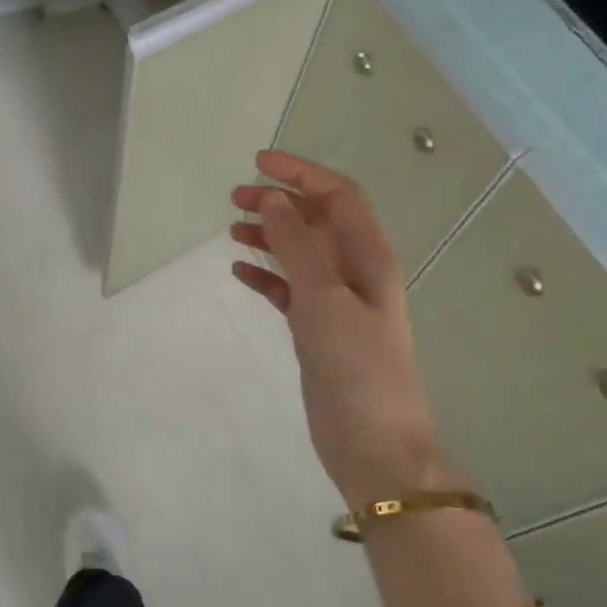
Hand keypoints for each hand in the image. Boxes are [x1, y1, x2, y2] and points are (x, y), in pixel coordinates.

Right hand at [231, 152, 454, 505]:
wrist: (374, 443)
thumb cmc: (357, 366)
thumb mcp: (325, 298)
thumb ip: (297, 246)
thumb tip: (271, 199)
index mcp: (369, 256)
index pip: (338, 196)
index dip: (301, 174)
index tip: (258, 163)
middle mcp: (355, 272)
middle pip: (317, 221)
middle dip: (279, 203)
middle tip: (234, 199)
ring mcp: (336, 303)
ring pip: (300, 254)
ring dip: (269, 237)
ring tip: (232, 230)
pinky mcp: (318, 331)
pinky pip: (288, 291)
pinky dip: (266, 277)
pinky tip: (240, 272)